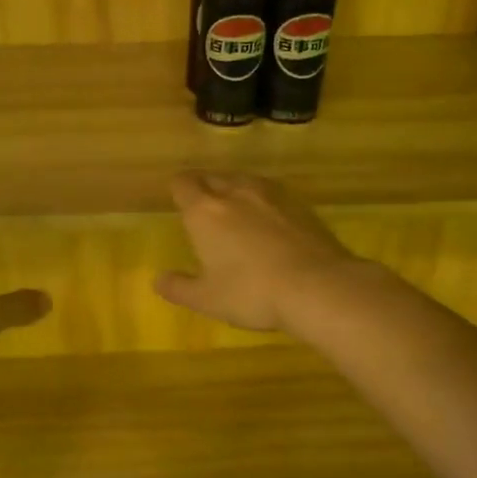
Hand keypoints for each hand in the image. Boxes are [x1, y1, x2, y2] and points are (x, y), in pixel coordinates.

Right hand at [154, 172, 361, 332]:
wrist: (317, 286)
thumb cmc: (251, 292)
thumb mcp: (207, 299)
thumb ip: (179, 288)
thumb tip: (159, 280)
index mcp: (205, 211)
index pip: (183, 183)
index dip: (179, 190)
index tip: (179, 202)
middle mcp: (235, 193)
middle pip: (213, 177)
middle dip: (205, 189)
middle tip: (205, 211)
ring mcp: (272, 196)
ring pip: (245, 182)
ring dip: (236, 192)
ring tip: (238, 215)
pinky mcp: (301, 205)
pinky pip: (273, 195)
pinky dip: (265, 205)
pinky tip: (271, 226)